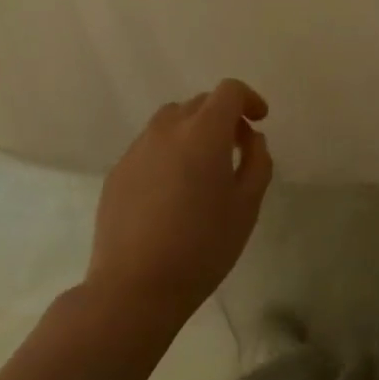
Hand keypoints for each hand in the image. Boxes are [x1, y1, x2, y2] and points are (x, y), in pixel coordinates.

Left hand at [87, 79, 272, 325]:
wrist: (134, 288)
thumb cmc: (202, 246)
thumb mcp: (247, 206)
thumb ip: (257, 162)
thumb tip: (252, 139)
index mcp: (203, 132)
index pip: (228, 91)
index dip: (248, 99)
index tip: (259, 121)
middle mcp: (167, 129)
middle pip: (200, 103)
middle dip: (223, 117)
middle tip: (237, 149)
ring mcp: (137, 149)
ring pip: (171, 121)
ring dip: (193, 131)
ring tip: (203, 168)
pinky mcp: (118, 171)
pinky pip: (150, 147)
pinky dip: (169, 152)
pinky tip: (172, 191)